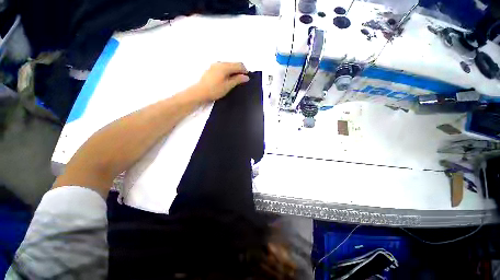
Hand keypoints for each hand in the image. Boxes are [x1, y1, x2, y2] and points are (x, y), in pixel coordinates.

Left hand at [193, 62, 249, 101]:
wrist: (199, 92)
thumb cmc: (214, 90)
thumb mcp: (228, 86)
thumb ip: (237, 80)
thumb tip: (246, 77)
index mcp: (225, 66)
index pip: (239, 65)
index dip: (245, 71)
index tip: (247, 78)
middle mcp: (220, 63)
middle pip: (234, 64)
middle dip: (239, 71)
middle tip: (241, 81)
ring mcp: (215, 65)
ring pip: (228, 66)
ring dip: (233, 72)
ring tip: (235, 81)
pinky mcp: (211, 69)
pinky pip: (223, 68)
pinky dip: (228, 72)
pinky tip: (227, 80)